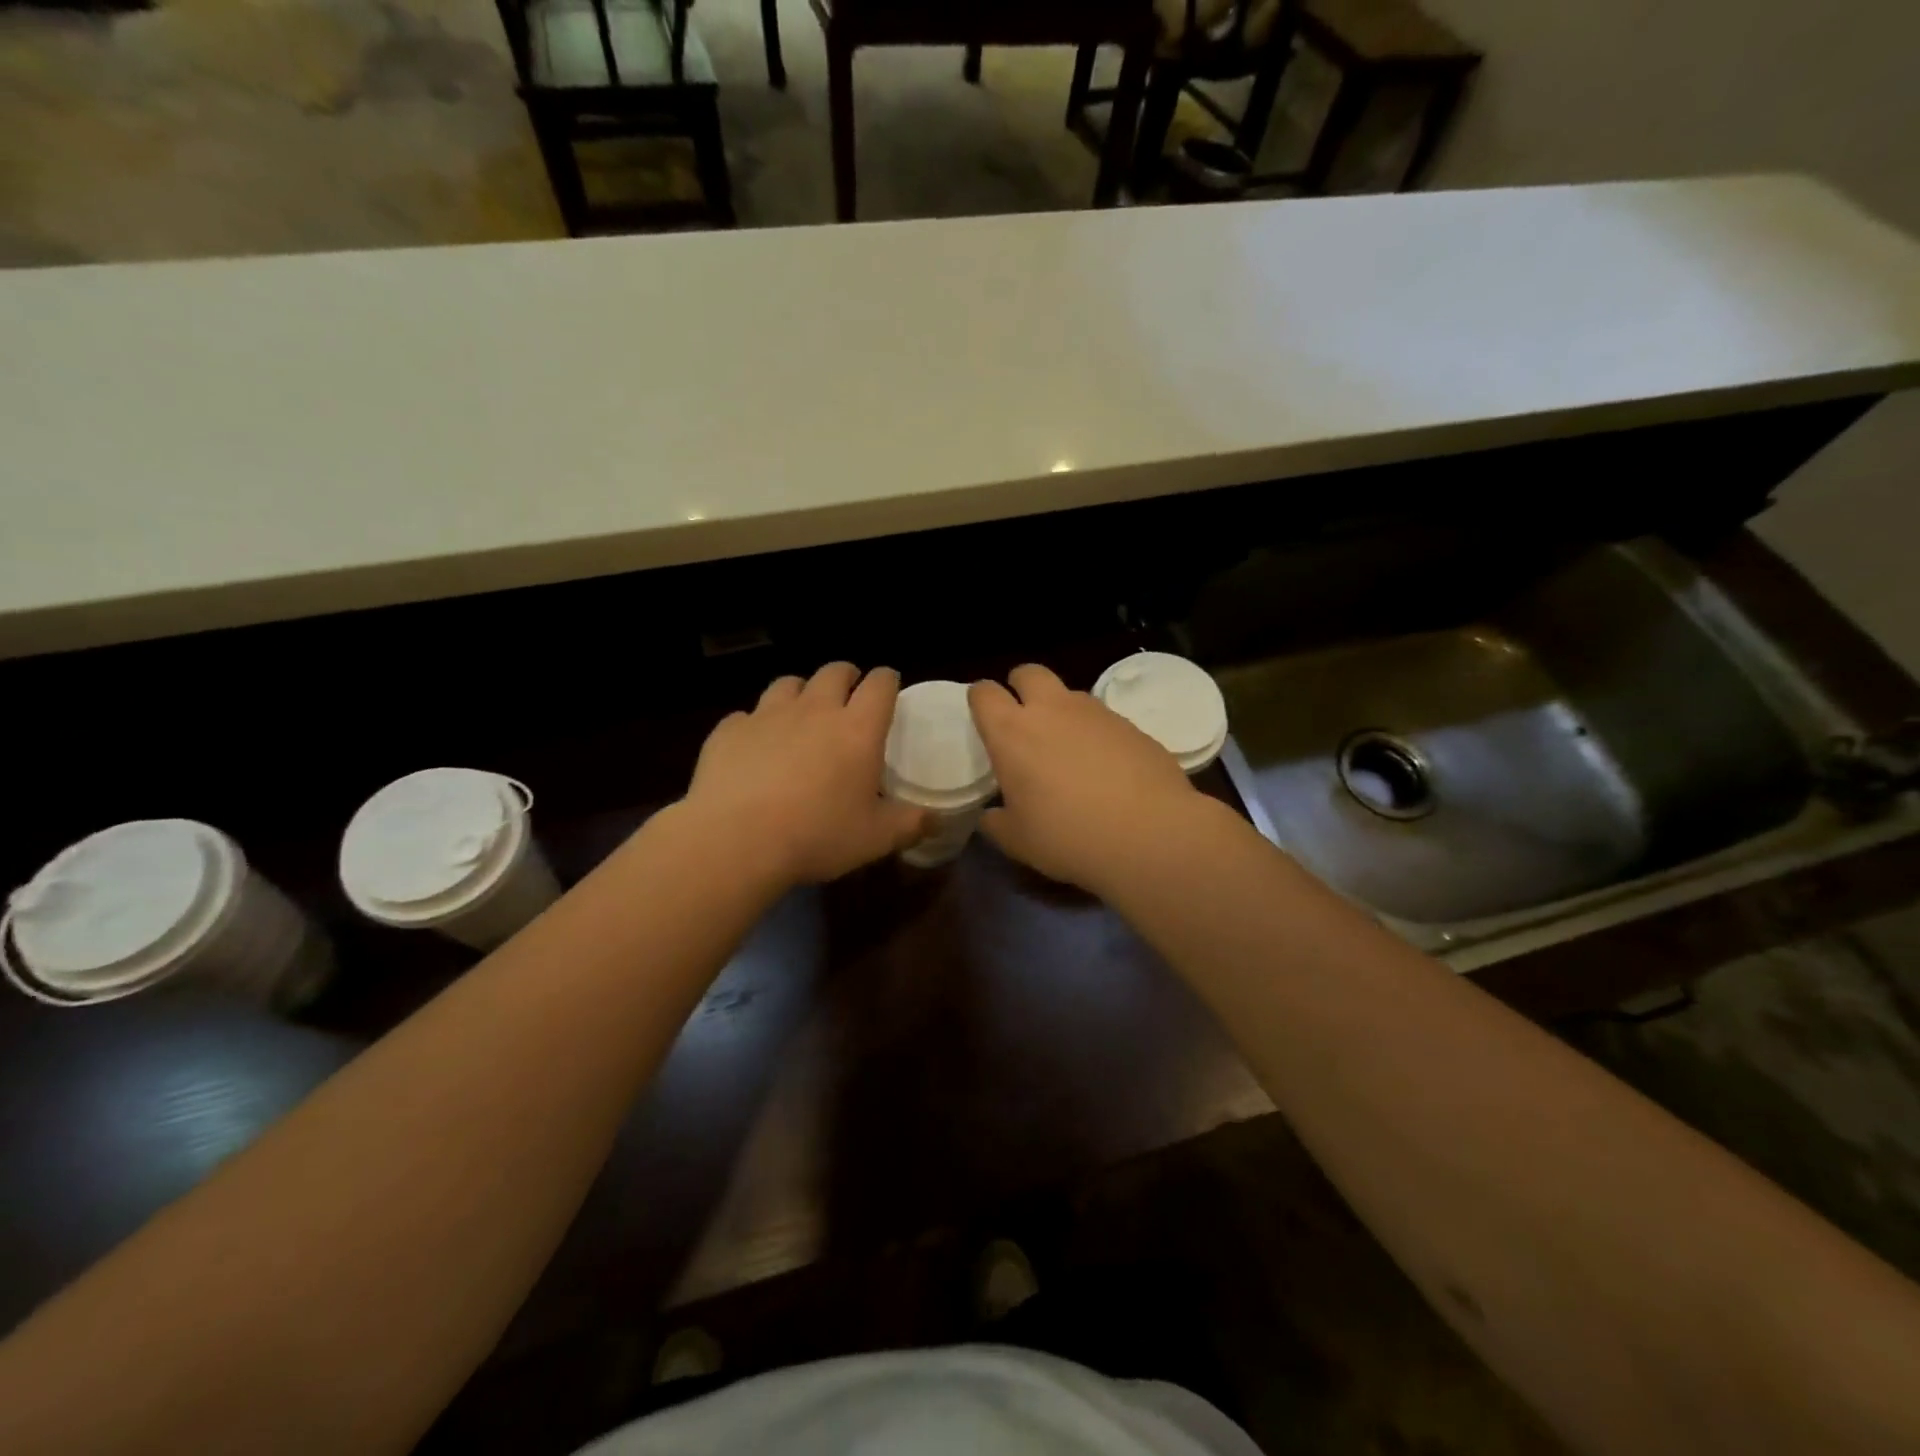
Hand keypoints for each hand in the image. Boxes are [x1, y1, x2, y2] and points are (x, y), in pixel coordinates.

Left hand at [685, 663, 927, 886]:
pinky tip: (754, 748)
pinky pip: (746, 716)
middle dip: (846, 677)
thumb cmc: (817, 836)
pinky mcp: (729, 731)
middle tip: (849, 697)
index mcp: (857, 729)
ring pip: (788, 684)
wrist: (736, 841)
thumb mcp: (875, 839)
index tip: (889, 689)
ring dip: (801, 693)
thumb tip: (935, 819)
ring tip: (801, 715)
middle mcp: (815, 710)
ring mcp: (767, 715)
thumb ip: (910, 824)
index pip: (880, 683)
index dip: (887, 680)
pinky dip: (756, 725)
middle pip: (834, 671)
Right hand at [969, 664, 1214, 892]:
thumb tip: (992, 816)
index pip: (984, 693)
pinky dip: (1096, 734)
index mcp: (1012, 733)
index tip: (985, 721)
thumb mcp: (1018, 841)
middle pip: (1028, 672)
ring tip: (1068, 752)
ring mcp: (1096, 712)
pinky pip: (1103, 719)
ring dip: (1061, 711)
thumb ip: (997, 822)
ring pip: (1069, 694)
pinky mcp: (1132, 724)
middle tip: (1025, 721)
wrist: (1150, 834)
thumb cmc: (1069, 836)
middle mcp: (1052, 710)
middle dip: (1021, 687)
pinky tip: (1106, 769)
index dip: (981, 701)